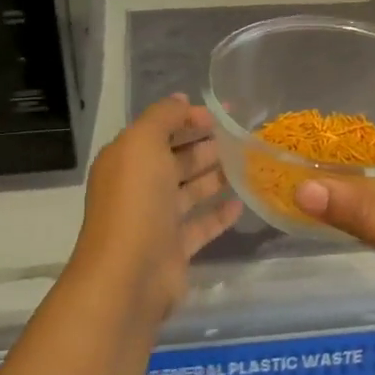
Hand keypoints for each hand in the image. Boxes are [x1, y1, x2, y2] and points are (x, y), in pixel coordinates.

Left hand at [69, 94, 242, 330]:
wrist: (129, 274)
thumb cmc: (135, 201)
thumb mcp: (143, 143)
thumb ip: (163, 117)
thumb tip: (182, 100)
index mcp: (126, 159)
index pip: (158, 130)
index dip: (187, 119)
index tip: (221, 115)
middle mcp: (139, 187)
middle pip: (175, 160)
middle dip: (204, 146)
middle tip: (240, 138)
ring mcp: (156, 220)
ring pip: (189, 191)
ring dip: (215, 177)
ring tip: (247, 164)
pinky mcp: (174, 249)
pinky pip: (200, 225)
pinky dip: (219, 214)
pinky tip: (242, 203)